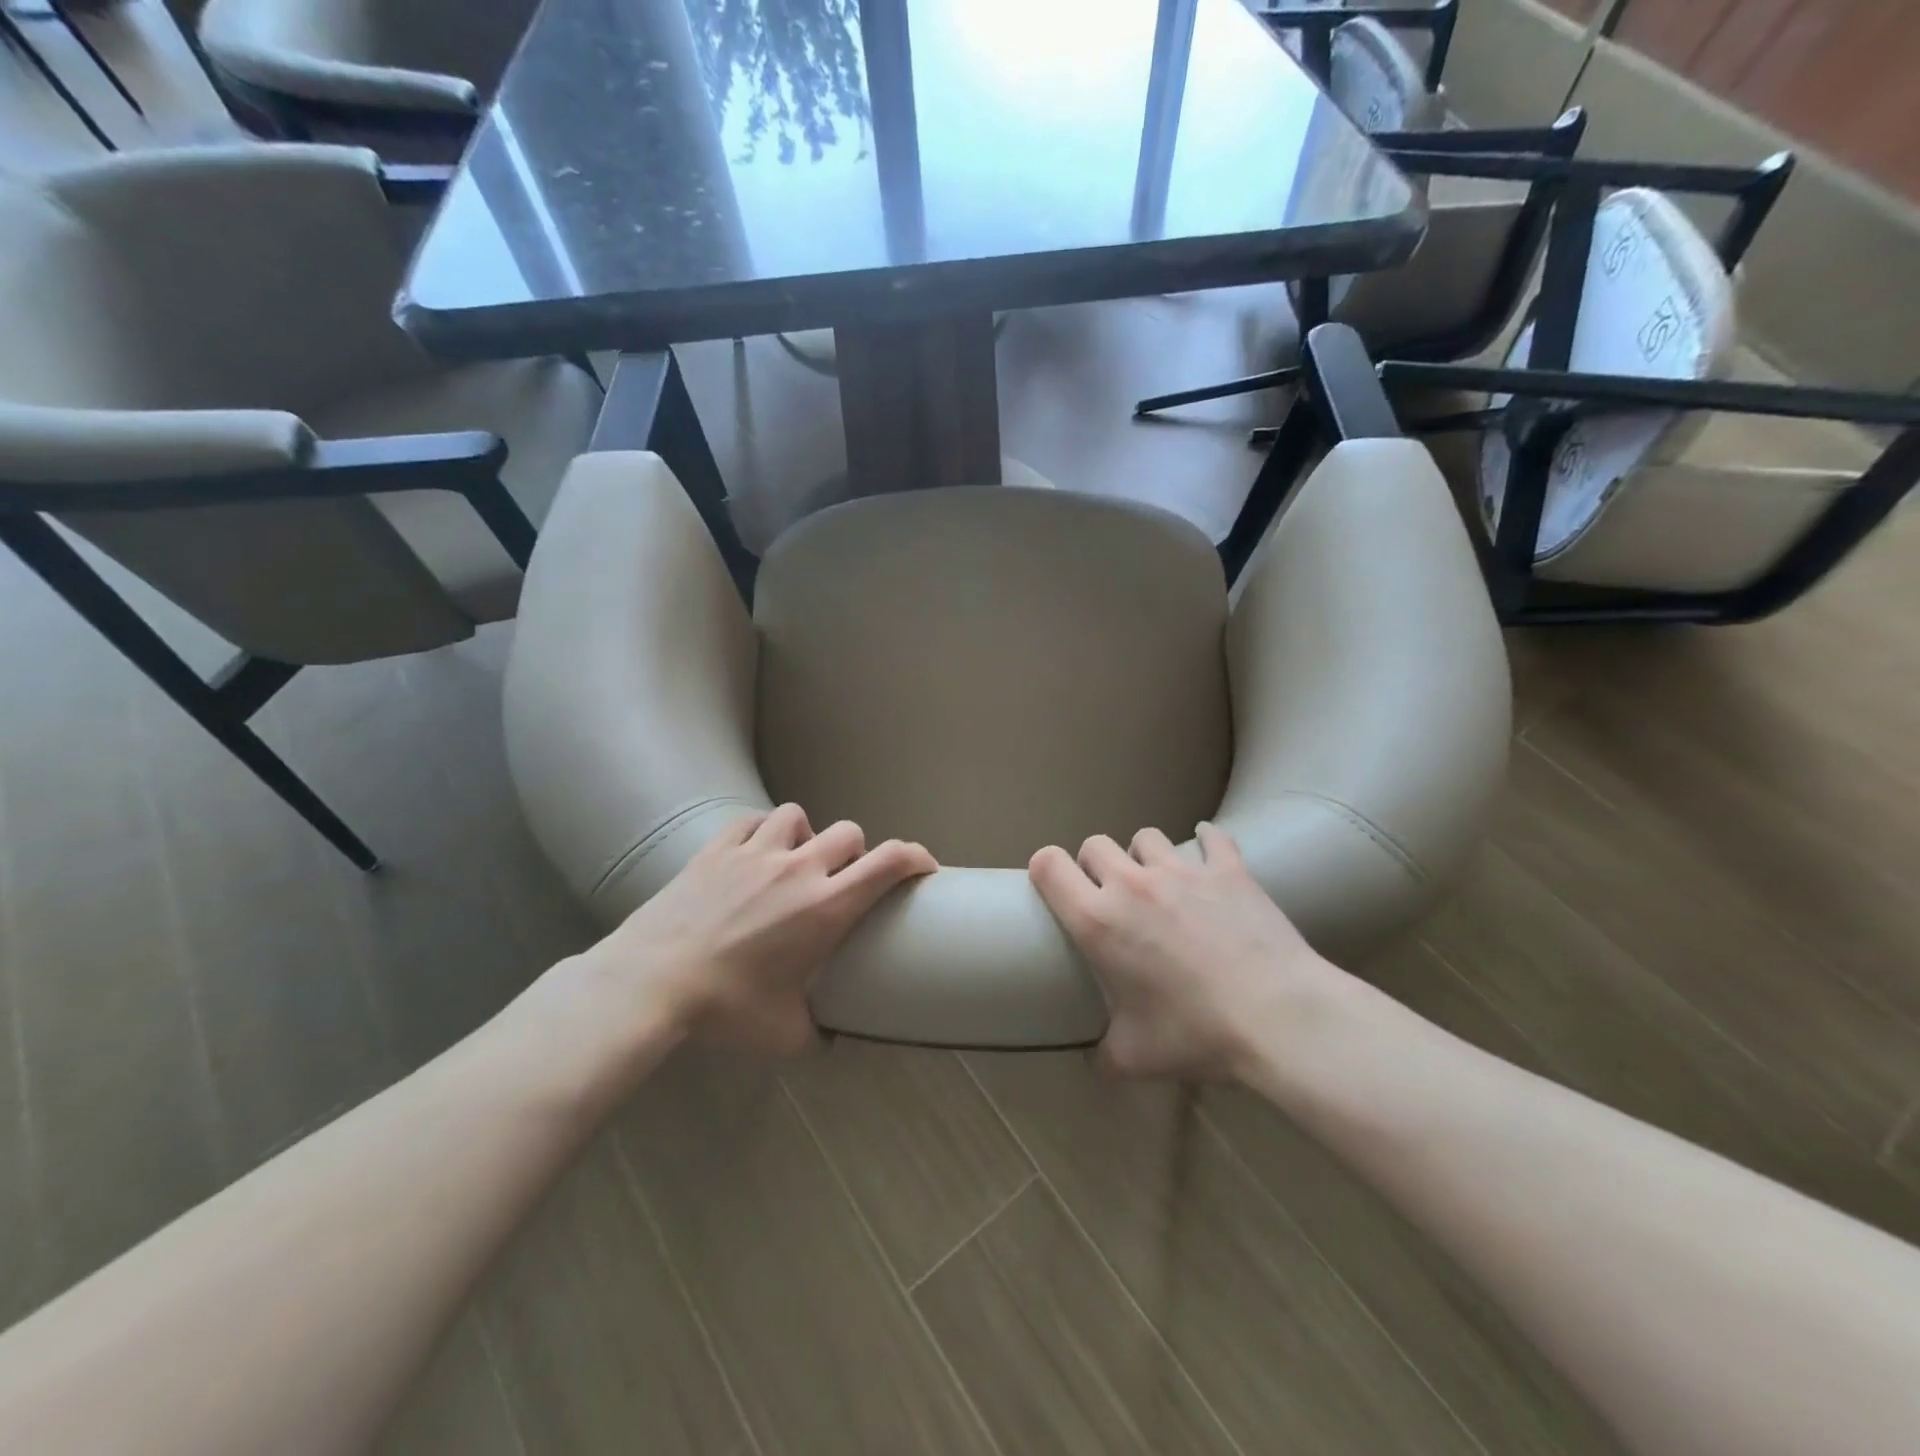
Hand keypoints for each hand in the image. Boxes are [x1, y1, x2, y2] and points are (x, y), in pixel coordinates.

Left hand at [553, 805, 935, 1066]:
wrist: (651, 984)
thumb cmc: (726, 1010)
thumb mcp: (784, 1037)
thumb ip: (818, 1036)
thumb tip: (832, 1042)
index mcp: (826, 907)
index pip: (890, 862)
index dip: (916, 856)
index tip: (924, 866)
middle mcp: (800, 869)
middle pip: (850, 832)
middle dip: (857, 852)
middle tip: (842, 879)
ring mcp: (757, 852)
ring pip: (799, 816)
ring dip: (807, 835)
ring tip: (794, 860)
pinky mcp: (718, 848)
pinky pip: (752, 820)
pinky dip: (762, 830)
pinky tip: (755, 851)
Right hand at [1028, 823, 1335, 1080]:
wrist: (1278, 1017)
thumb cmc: (1196, 1034)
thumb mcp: (1135, 1057)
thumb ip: (1103, 1055)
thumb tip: (1096, 1062)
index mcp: (1098, 921)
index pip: (1049, 865)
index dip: (1044, 869)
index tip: (1055, 887)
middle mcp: (1132, 884)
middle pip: (1094, 845)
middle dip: (1095, 866)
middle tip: (1111, 897)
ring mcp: (1182, 870)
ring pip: (1145, 837)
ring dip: (1144, 856)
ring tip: (1160, 882)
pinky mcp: (1227, 868)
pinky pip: (1210, 837)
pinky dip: (1206, 843)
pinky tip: (1208, 853)